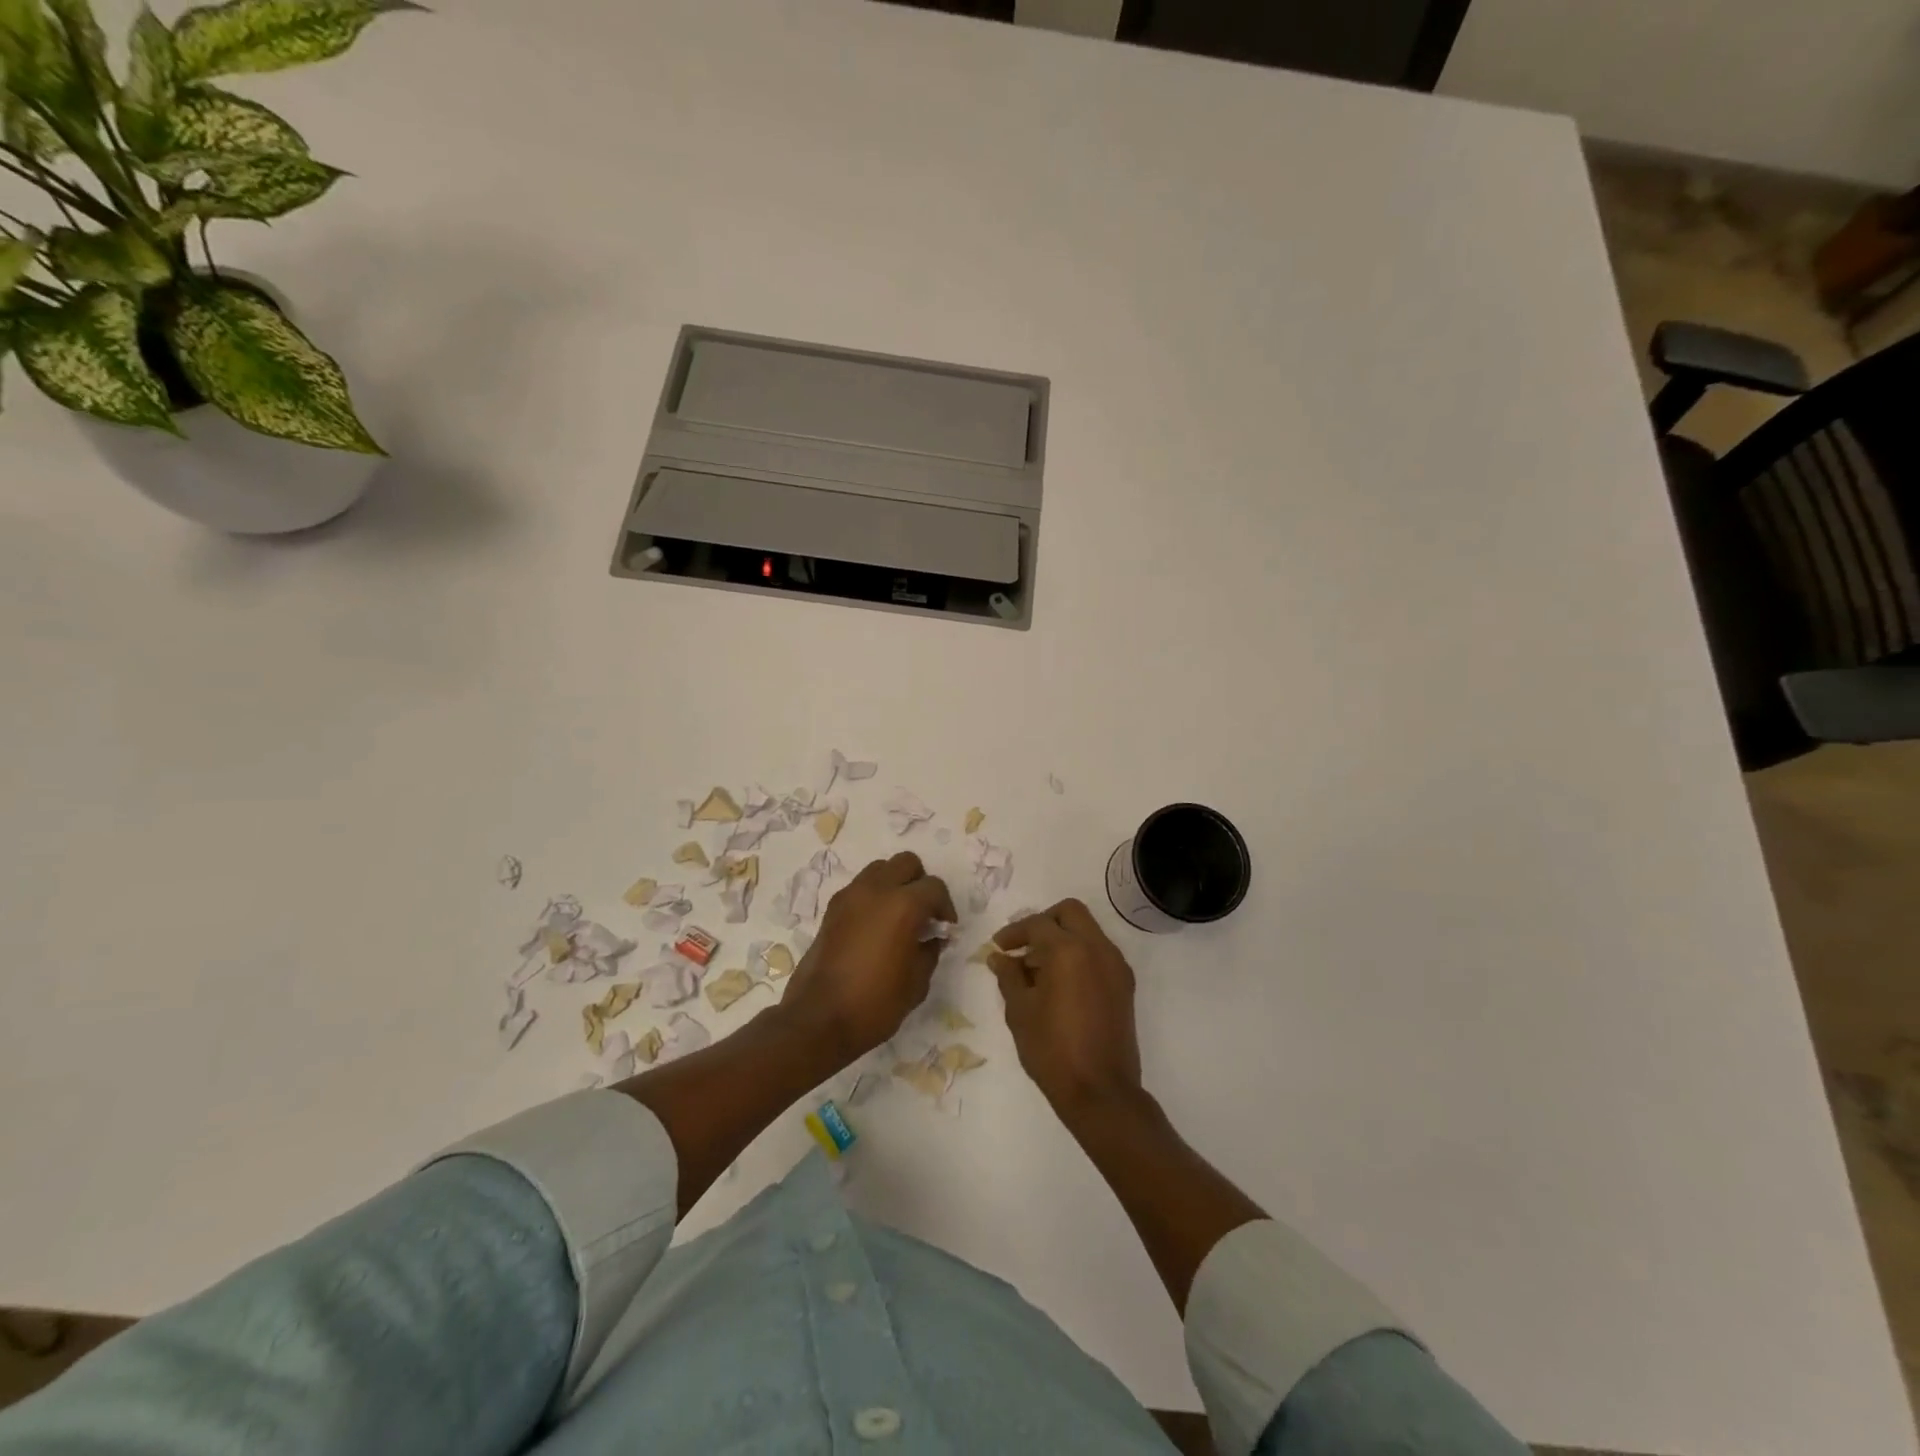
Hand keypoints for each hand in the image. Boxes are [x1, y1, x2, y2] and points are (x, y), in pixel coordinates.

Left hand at [781, 852, 957, 1064]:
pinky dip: (873, 896)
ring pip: (880, 869)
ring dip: (894, 884)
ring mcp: (850, 896)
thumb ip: (930, 951)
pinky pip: (860, 887)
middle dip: (920, 883)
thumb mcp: (917, 983)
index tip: (945, 929)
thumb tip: (932, 937)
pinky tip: (875, 927)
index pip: (934, 887)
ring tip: (898, 917)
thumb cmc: (875, 1004)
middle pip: (906, 863)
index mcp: (903, 905)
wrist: (819, 1019)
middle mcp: (876, 890)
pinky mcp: (832, 909)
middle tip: (924, 914)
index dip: (945, 907)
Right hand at [989, 899, 1144, 1119]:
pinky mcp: (1125, 985)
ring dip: (1062, 938)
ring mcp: (1116, 966)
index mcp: (1069, 950)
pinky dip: (1078, 955)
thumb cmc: (1052, 1050)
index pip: (1038, 924)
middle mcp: (1098, 948)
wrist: (1101, 1092)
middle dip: (1043, 922)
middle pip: (1070, 913)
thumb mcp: (1020, 1011)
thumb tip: (1000, 957)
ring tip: (1037, 970)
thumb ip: (1009, 976)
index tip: (999, 947)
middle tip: (1023, 946)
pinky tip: (1059, 983)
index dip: (1014, 932)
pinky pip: (1099, 953)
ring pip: (1087, 931)